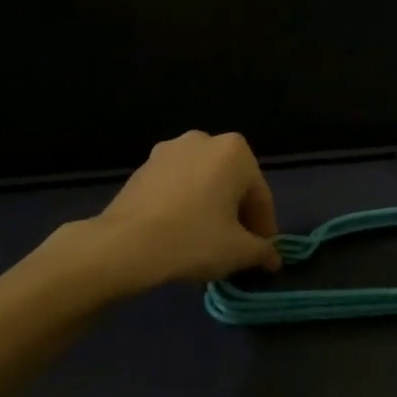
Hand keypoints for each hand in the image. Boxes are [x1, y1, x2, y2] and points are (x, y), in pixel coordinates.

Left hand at [85, 130, 281, 291]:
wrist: (123, 245)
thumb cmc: (192, 240)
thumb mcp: (238, 251)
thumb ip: (262, 251)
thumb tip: (272, 257)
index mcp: (235, 151)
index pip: (260, 195)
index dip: (264, 228)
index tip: (261, 254)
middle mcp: (204, 140)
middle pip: (232, 184)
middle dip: (236, 214)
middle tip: (235, 248)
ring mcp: (170, 150)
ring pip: (203, 183)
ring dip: (210, 208)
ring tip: (206, 242)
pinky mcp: (144, 166)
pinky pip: (177, 186)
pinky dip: (184, 204)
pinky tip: (179, 233)